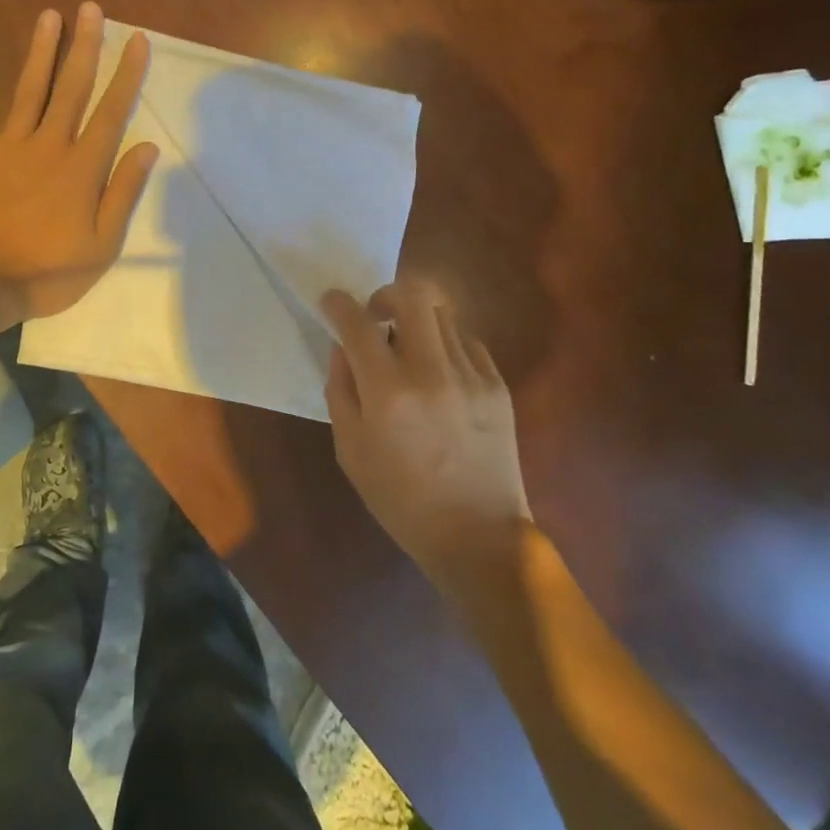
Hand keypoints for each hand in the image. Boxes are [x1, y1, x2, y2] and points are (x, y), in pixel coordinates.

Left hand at [0, 3, 158, 321]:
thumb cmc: (49, 270)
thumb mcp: (102, 244)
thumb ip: (123, 192)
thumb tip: (147, 147)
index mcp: (83, 167)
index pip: (111, 111)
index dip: (127, 75)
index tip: (137, 40)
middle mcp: (49, 144)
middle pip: (72, 87)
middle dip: (85, 46)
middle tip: (92, 8)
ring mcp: (9, 144)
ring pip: (30, 88)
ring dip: (41, 50)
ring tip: (51, 14)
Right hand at [321, 279, 529, 589]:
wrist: (477, 535)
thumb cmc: (400, 498)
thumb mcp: (350, 449)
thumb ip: (341, 388)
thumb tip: (343, 346)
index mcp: (388, 393)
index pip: (357, 324)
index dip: (339, 304)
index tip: (332, 301)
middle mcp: (431, 372)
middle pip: (413, 295)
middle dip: (386, 295)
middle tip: (376, 317)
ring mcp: (471, 376)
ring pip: (442, 315)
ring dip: (417, 322)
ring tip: (410, 352)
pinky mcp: (497, 385)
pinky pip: (467, 342)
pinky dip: (446, 346)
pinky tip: (440, 375)